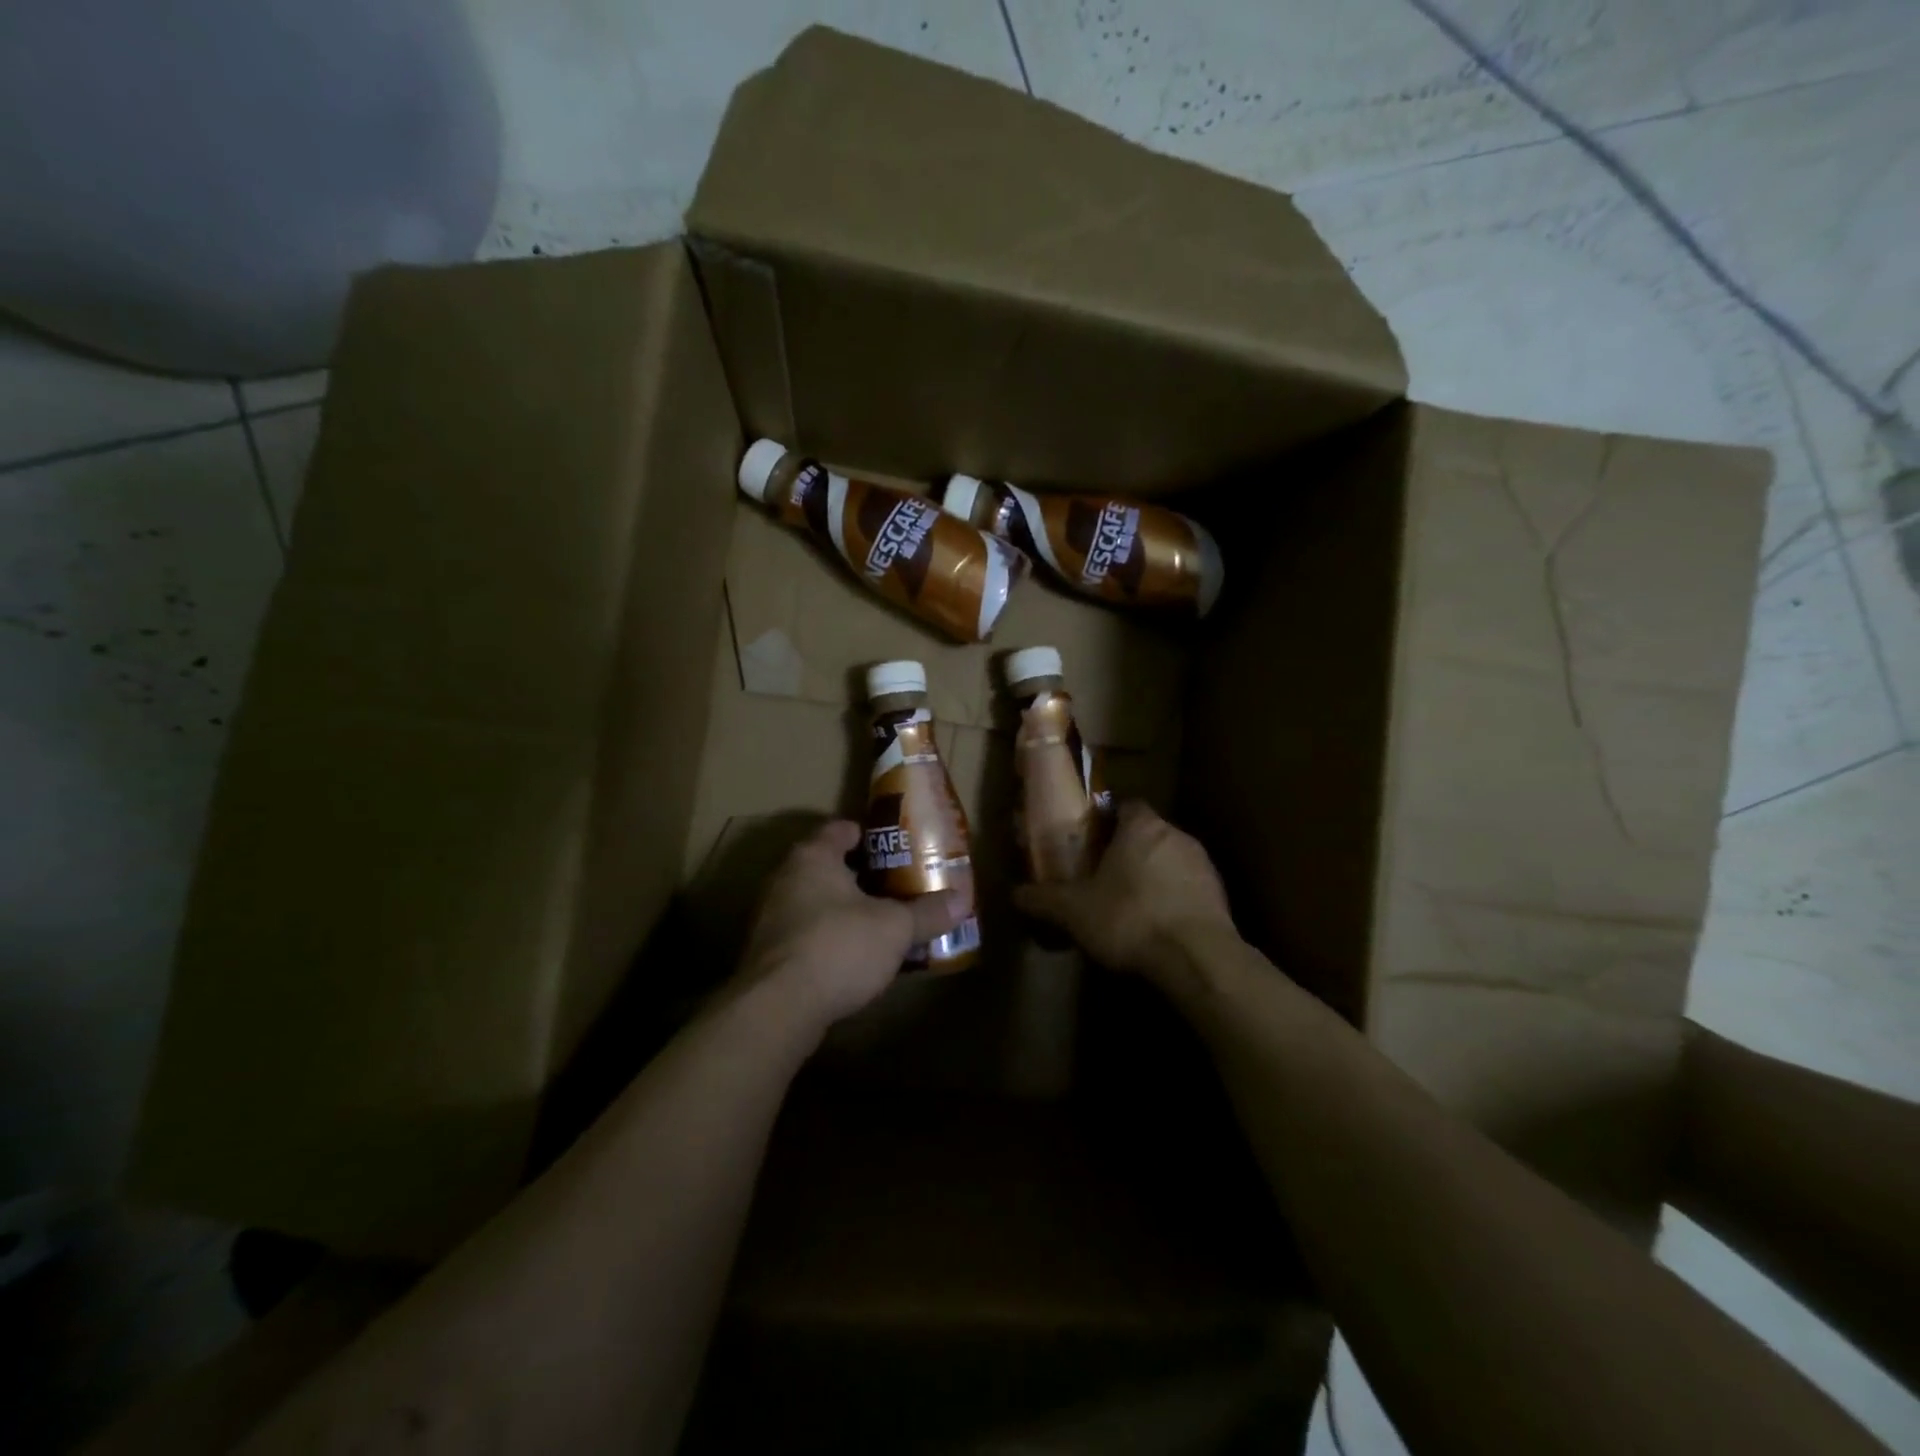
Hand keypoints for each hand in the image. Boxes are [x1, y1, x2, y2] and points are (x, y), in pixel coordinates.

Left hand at [737, 820, 965, 1028]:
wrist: (778, 1007)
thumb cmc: (839, 946)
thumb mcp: (895, 928)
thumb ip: (927, 912)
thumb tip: (962, 900)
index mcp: (814, 857)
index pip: (841, 829)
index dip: (870, 835)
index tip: (897, 848)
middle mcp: (785, 878)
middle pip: (828, 866)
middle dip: (861, 875)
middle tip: (896, 886)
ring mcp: (770, 916)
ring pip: (814, 901)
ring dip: (842, 909)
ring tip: (879, 923)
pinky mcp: (767, 953)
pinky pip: (804, 933)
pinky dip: (827, 937)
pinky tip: (852, 956)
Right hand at [1013, 802, 1235, 979]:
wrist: (1196, 957)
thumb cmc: (1129, 918)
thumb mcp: (1074, 911)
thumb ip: (1043, 899)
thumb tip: (1014, 894)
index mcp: (1141, 826)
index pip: (1126, 806)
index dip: (1108, 821)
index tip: (1092, 841)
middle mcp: (1176, 835)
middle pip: (1148, 833)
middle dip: (1128, 851)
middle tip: (1104, 876)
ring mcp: (1203, 864)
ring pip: (1170, 860)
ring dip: (1153, 875)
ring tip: (1130, 905)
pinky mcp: (1220, 895)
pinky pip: (1188, 888)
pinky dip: (1173, 899)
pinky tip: (1158, 925)